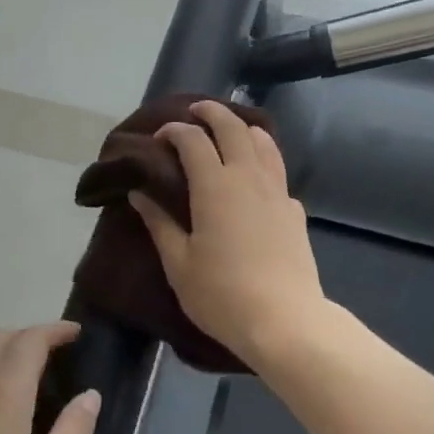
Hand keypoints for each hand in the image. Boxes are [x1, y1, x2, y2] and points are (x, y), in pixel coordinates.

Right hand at [129, 101, 328, 367]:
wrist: (285, 321)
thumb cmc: (222, 295)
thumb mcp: (179, 263)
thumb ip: (159, 223)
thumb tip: (139, 193)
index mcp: (215, 186)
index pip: (193, 140)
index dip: (174, 131)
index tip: (160, 137)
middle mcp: (248, 177)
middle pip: (233, 127)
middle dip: (212, 112)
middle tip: (195, 112)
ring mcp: (277, 192)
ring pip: (264, 143)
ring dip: (244, 128)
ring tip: (230, 131)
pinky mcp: (294, 211)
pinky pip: (278, 172)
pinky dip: (263, 161)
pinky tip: (255, 179)